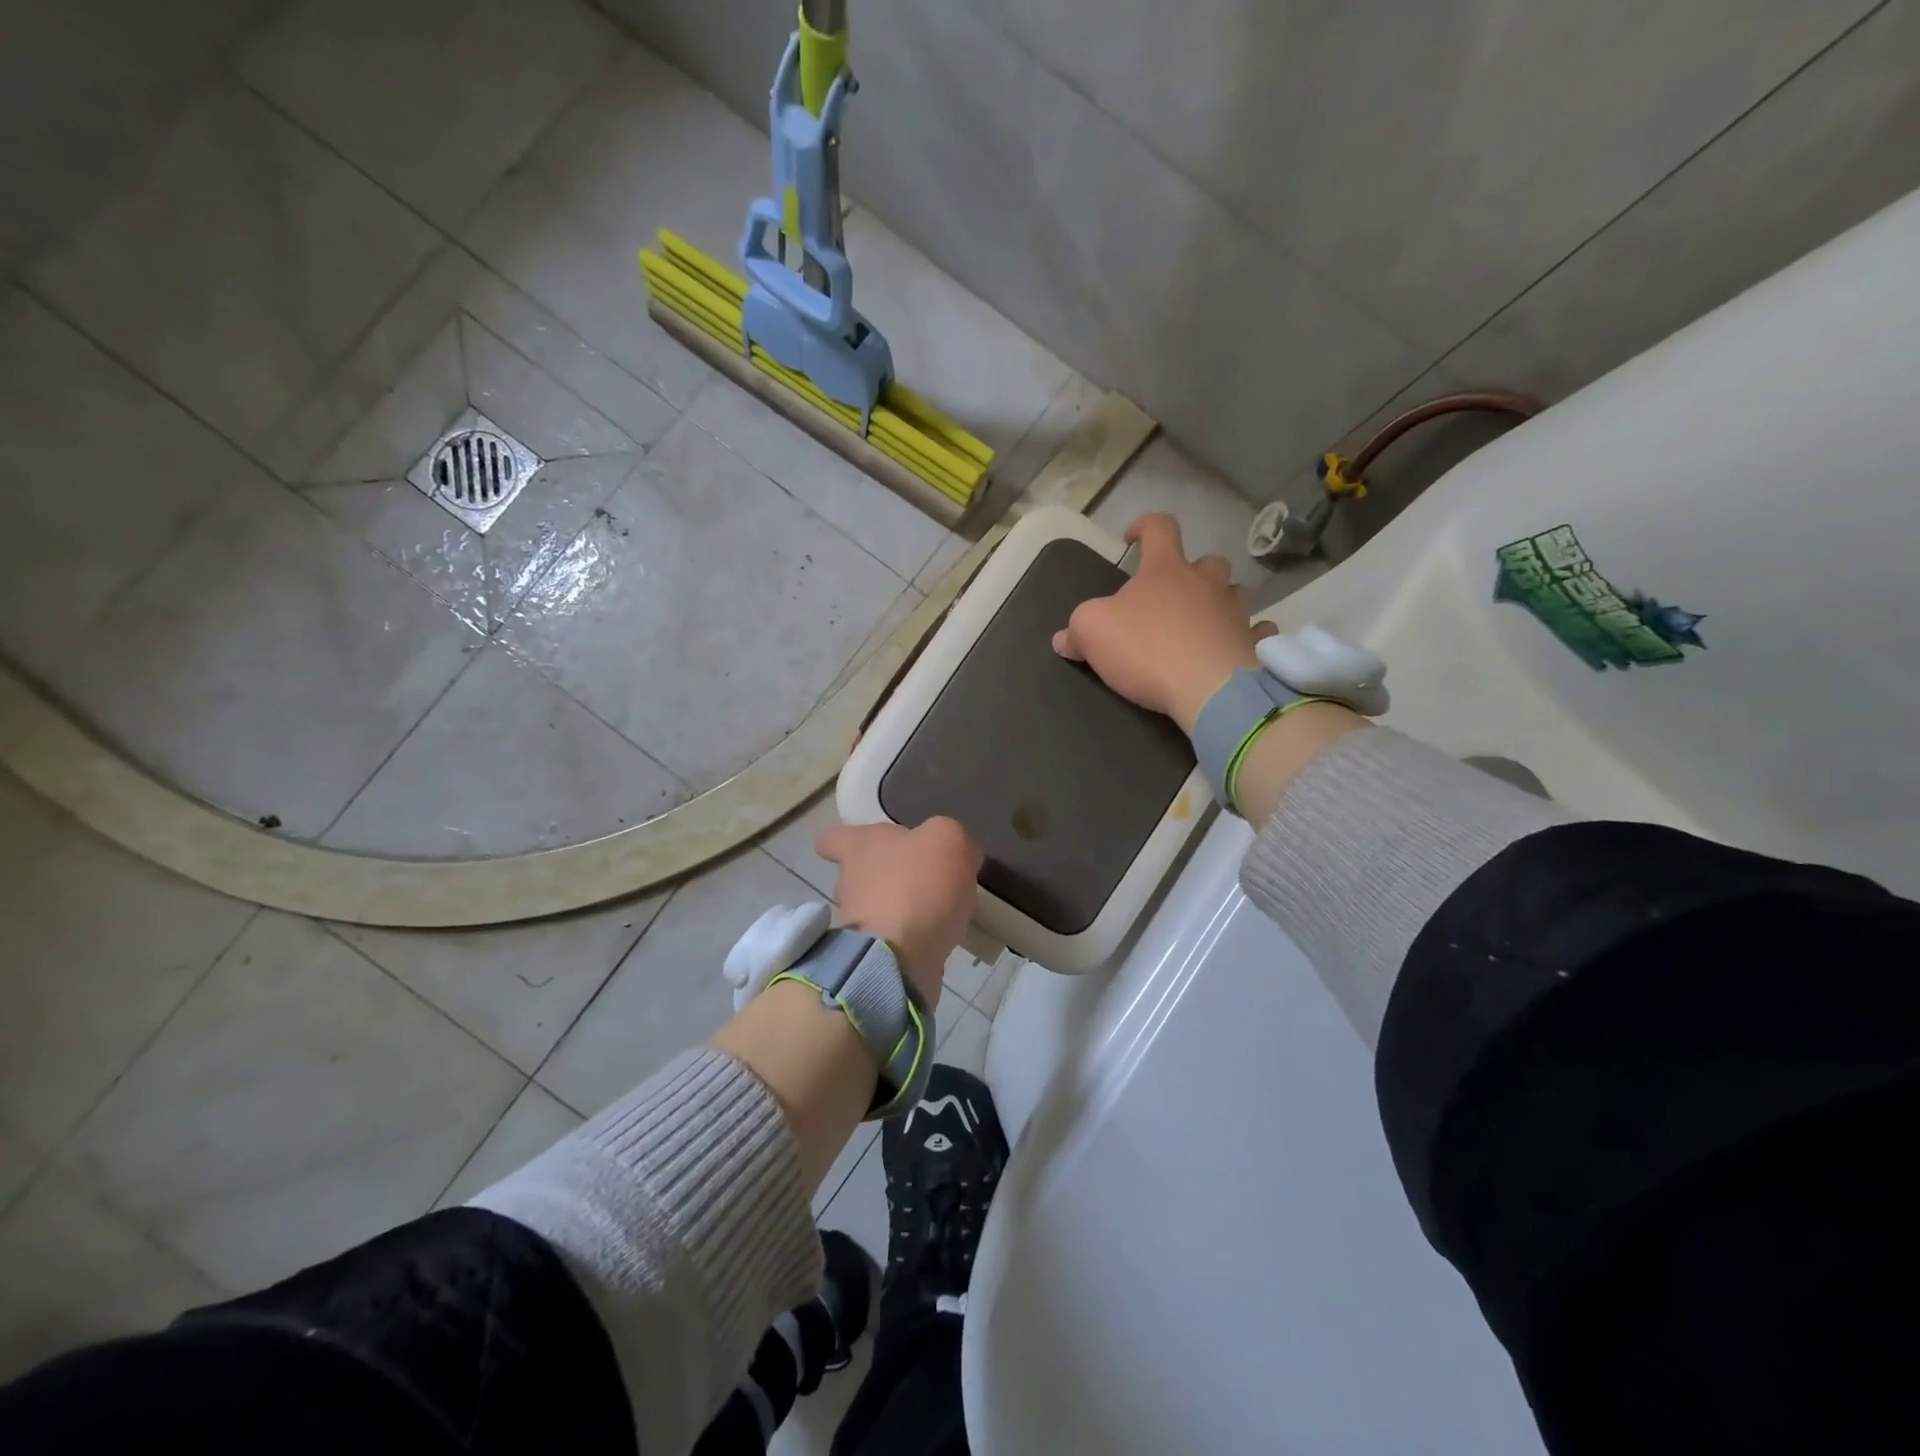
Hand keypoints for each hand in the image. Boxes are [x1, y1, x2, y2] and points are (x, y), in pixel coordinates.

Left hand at [816, 817, 981, 1005]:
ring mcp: (855, 923)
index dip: (846, 838)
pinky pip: (889, 940)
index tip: (867, 844)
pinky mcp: (869, 956)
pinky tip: (937, 938)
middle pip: (858, 874)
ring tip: (936, 911)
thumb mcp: (948, 839)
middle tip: (921, 879)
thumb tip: (951, 852)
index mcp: (859, 846)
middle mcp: (848, 881)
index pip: (831, 838)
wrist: (901, 957)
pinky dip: (909, 938)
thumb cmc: (918, 884)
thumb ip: (949, 835)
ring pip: (874, 908)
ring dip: (899, 909)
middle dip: (885, 876)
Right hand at [1053, 513, 1275, 731]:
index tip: (1133, 538)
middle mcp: (1206, 583)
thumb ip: (1076, 630)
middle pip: (1208, 561)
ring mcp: (1236, 613)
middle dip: (1193, 571)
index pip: (1160, 528)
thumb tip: (1063, 638)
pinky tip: (1237, 650)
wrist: (1209, 688)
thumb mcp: (1092, 633)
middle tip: (1175, 594)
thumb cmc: (1147, 649)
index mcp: (1166, 570)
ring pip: (1236, 594)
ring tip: (1205, 623)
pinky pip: (1257, 633)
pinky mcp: (1254, 644)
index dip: (1145, 527)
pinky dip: (1247, 638)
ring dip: (1222, 602)